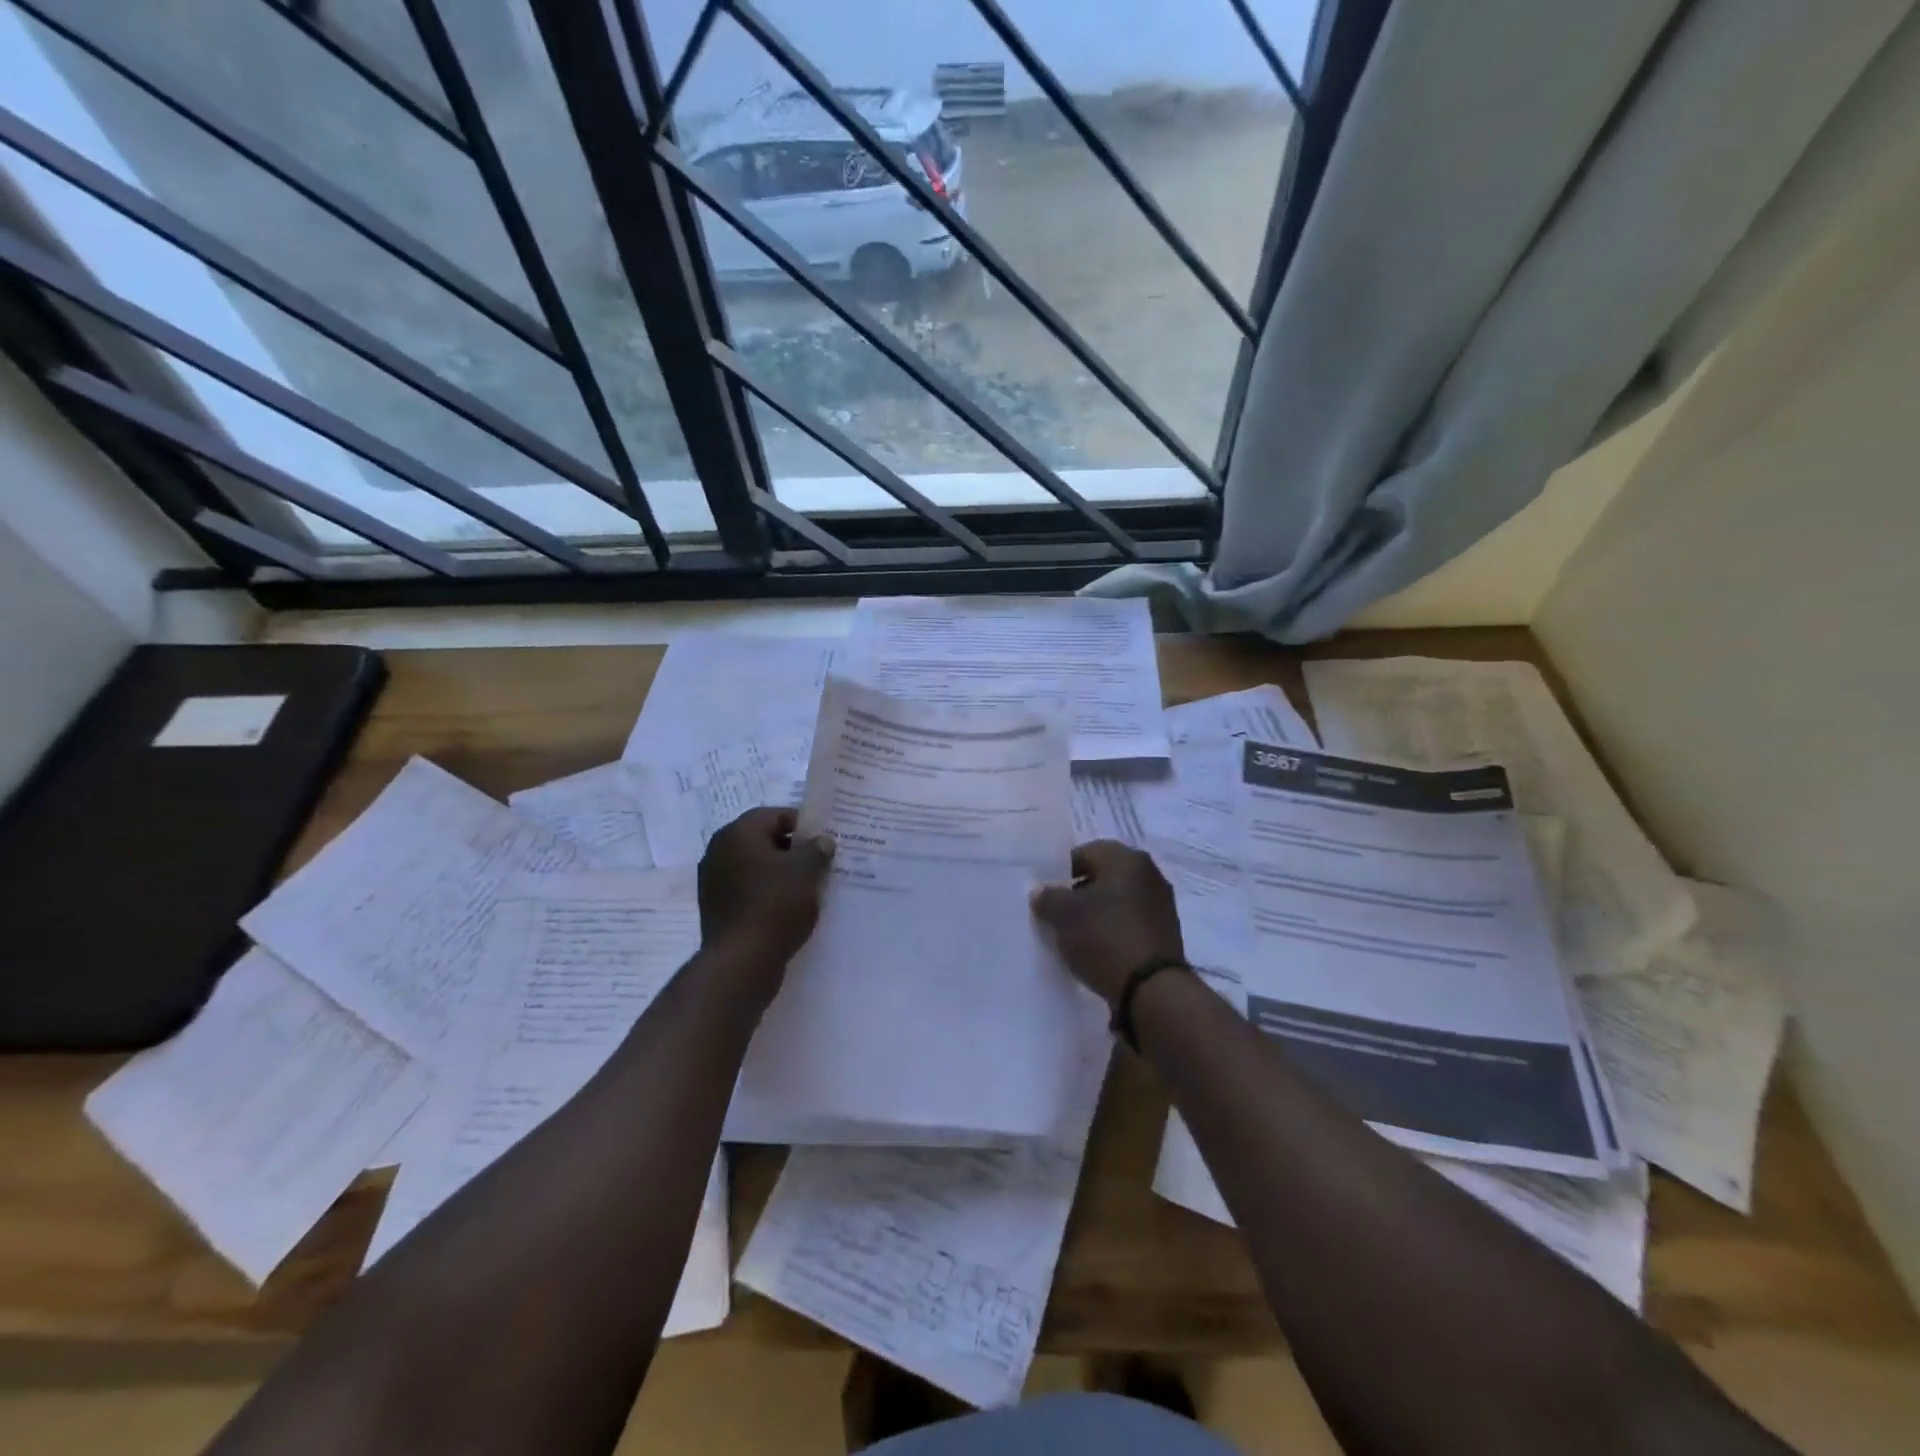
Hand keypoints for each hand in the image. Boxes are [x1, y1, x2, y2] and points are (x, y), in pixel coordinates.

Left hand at [698, 808, 834, 971]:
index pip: (775, 815)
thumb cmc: (775, 905)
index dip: (803, 825)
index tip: (824, 841)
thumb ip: (817, 849)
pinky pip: (747, 889)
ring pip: (755, 866)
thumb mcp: (807, 871)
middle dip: (792, 849)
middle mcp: (719, 850)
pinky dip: (767, 892)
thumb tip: (821, 841)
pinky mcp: (716, 907)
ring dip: (780, 872)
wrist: (741, 962)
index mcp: (738, 833)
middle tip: (819, 863)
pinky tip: (788, 908)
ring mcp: (713, 880)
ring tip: (807, 887)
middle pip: (763, 839)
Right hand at [1031, 840, 1185, 1005]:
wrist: (1152, 989)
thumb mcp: (1064, 915)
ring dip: (1095, 913)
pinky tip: (1096, 949)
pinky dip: (1112, 930)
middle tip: (1056, 914)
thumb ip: (1048, 897)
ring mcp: (1161, 904)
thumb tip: (1041, 892)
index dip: (1061, 872)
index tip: (1046, 894)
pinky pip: (1129, 922)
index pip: (1085, 853)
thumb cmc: (1105, 937)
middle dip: (1078, 893)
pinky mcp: (1164, 933)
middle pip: (1103, 876)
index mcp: (1127, 859)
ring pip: (1116, 900)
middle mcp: (1149, 874)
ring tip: (1073, 935)